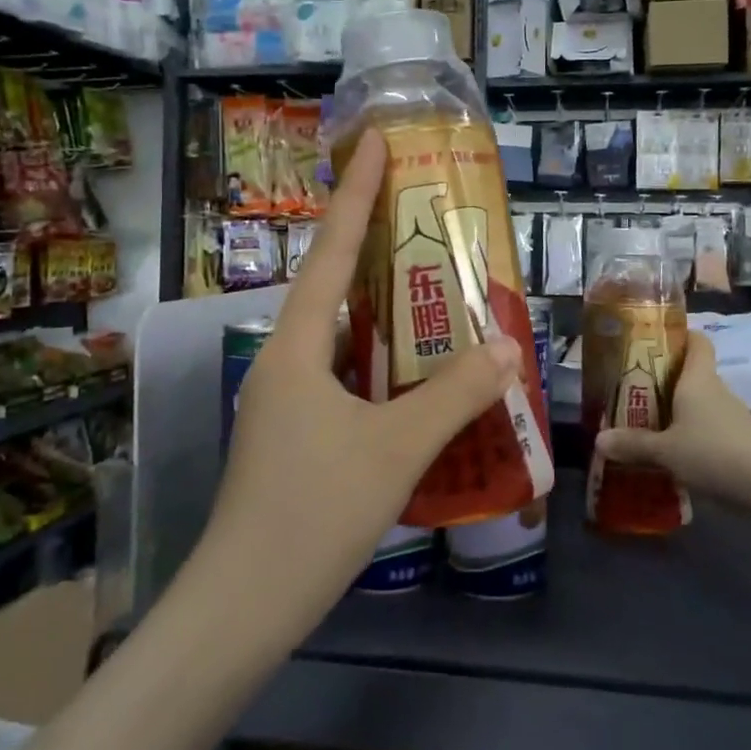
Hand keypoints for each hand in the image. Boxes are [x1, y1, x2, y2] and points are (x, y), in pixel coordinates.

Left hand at [205, 129, 521, 631]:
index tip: (375, 142)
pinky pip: (344, 375)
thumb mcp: (395, 450)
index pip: (331, 252)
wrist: (243, 607)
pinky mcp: (295, 432)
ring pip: (340, 334)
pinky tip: (414, 372)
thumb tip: (508, 345)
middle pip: (333, 285)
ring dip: (381, 308)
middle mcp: (284, 360)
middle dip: (373, 243)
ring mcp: (286, 399)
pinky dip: (380, 360)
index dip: (354, 193)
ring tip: (431, 285)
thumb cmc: (313, 515)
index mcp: (295, 346)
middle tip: (421, 212)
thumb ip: (454, 396)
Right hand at [595, 331, 750, 503]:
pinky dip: (692, 438)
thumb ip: (633, 445)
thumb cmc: (714, 453)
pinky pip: (709, 431)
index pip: (697, 341)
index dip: (679, 335)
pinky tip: (673, 457)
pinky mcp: (740, 443)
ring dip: (677, 413)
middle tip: (633, 392)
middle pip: (692, 375)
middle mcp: (716, 391)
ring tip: (646, 427)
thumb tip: (598, 439)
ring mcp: (732, 418)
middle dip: (664, 381)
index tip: (654, 342)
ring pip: (699, 406)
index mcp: (697, 380)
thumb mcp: (666, 451)